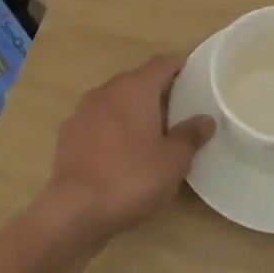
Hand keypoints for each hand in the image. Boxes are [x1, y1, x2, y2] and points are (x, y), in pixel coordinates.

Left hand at [42, 55, 214, 245]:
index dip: (179, 67)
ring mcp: (82, 111)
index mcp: (135, 89)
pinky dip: (111, 128)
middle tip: (178, 113)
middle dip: (157, 92)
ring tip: (149, 134)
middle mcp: (106, 91)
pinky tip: (119, 152)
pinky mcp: (68, 133)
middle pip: (137, 80)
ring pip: (115, 100)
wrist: (74, 209)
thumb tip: (205, 120)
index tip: (194, 79)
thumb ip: (190, 135)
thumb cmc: (132, 178)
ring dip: (132, 110)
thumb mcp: (173, 161)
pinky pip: (97, 121)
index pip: (161, 63)